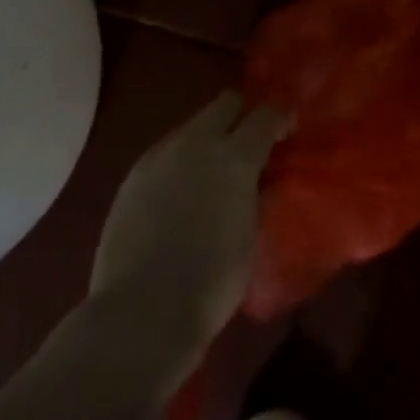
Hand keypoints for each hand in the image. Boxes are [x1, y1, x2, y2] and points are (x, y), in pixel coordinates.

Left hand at [87, 91, 287, 386]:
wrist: (140, 316)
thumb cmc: (212, 280)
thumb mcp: (252, 233)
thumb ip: (259, 195)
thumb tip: (265, 178)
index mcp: (235, 156)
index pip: (266, 114)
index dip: (280, 119)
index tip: (287, 134)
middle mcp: (197, 144)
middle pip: (226, 103)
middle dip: (243, 115)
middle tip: (252, 144)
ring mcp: (159, 158)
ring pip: (193, 125)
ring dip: (210, 138)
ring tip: (214, 171)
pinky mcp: (131, 178)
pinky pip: (166, 152)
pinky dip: (182, 161)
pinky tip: (183, 191)